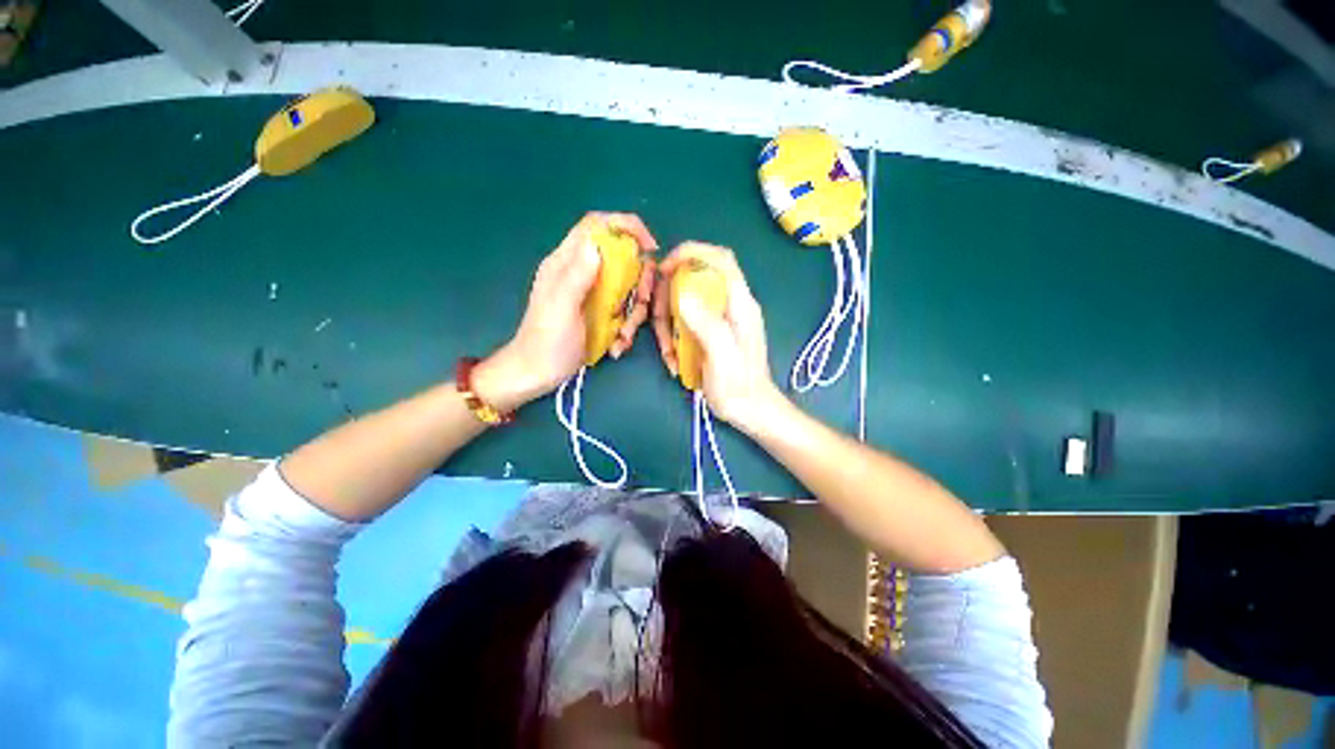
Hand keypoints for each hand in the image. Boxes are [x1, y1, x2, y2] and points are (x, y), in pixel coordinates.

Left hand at [475, 212, 658, 411]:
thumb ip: (577, 276)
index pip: (597, 226)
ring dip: (635, 312)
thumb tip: (597, 244)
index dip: (626, 226)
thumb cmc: (546, 343)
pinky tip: (617, 345)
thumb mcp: (561, 308)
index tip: (650, 248)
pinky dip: (628, 326)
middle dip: (639, 280)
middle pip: (622, 258)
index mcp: (567, 262)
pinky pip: (625, 309)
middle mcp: (583, 272)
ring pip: (628, 287)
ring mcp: (593, 293)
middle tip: (640, 303)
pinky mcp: (600, 312)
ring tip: (622, 336)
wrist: (538, 374)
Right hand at [652, 243, 783, 430]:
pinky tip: (675, 359)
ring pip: (684, 303)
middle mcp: (729, 305)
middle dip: (669, 299)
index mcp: (740, 304)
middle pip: (693, 280)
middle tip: (660, 325)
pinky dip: (673, 338)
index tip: (665, 269)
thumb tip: (682, 294)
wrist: (750, 410)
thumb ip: (707, 324)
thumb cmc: (739, 386)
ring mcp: (719, 318)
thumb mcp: (722, 356)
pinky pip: (684, 322)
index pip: (720, 259)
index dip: (691, 253)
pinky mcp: (710, 332)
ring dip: (668, 325)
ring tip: (669, 354)